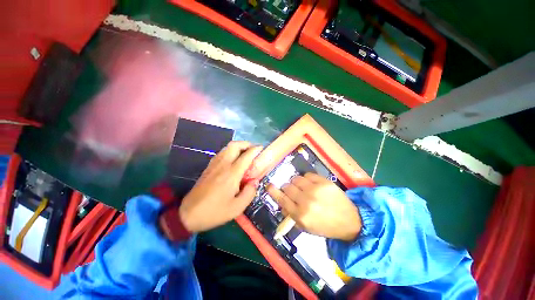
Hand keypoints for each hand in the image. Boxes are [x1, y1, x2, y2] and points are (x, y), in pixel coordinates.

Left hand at [178, 141, 261, 232]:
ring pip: (227, 147)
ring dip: (238, 147)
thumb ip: (249, 193)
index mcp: (232, 174)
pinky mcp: (208, 167)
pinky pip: (221, 153)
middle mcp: (223, 165)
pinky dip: (230, 151)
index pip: (246, 156)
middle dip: (246, 144)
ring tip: (245, 154)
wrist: (187, 214)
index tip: (262, 149)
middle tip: (253, 150)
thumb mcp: (236, 208)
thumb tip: (255, 181)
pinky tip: (233, 160)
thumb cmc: (214, 212)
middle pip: (235, 145)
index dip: (255, 149)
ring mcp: (214, 164)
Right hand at [267, 173, 361, 241]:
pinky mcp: (324, 182)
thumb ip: (291, 215)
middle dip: (288, 188)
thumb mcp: (306, 227)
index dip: (273, 191)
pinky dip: (307, 179)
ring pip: (296, 179)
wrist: (350, 221)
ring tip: (303, 187)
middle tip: (294, 191)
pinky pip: (308, 175)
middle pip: (287, 187)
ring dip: (297, 183)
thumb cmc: (325, 226)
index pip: (281, 199)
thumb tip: (282, 203)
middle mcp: (305, 201)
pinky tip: (312, 184)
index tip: (269, 185)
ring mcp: (315, 190)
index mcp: (300, 215)